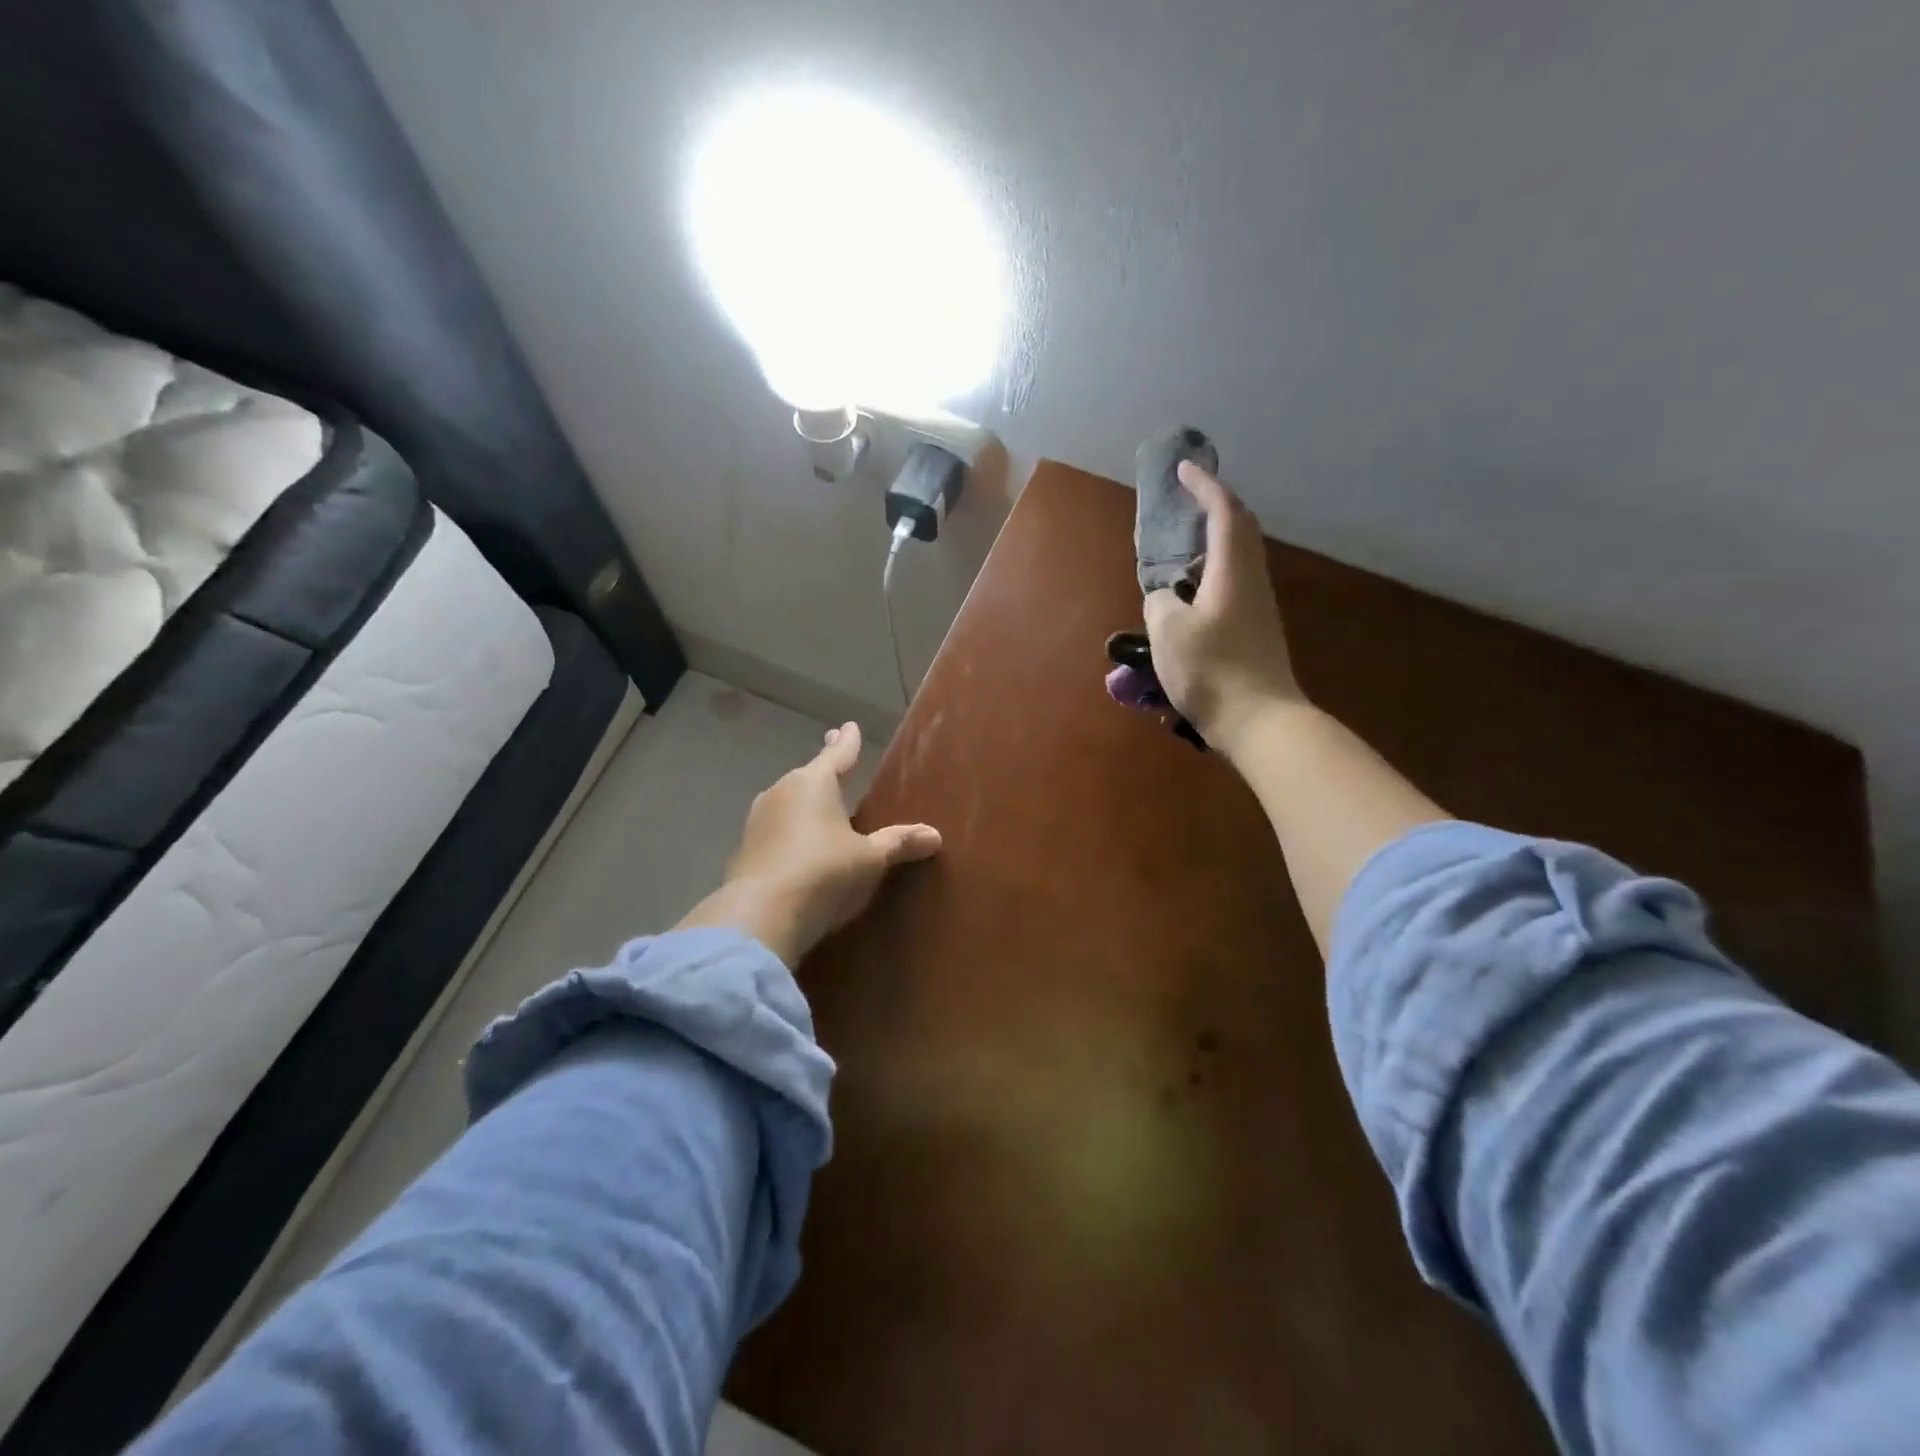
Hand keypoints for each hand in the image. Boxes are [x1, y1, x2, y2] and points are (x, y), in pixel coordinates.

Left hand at [674, 721, 941, 965]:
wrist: (760, 916)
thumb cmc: (823, 873)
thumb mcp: (870, 859)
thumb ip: (898, 843)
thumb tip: (934, 835)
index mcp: (814, 783)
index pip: (838, 755)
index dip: (848, 742)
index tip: (849, 726)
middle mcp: (781, 792)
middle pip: (808, 775)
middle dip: (823, 769)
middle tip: (835, 758)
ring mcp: (758, 820)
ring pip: (788, 801)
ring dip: (804, 801)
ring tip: (819, 804)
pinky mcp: (745, 850)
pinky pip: (776, 829)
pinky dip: (790, 830)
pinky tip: (797, 844)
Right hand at [1143, 462, 1304, 757]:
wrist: (1261, 722)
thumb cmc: (1213, 671)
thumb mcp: (1168, 632)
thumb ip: (1161, 603)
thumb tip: (1166, 597)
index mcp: (1233, 571)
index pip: (1224, 513)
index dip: (1205, 486)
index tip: (1184, 469)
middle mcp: (1252, 582)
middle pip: (1240, 531)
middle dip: (1214, 509)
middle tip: (1185, 505)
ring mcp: (1258, 609)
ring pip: (1238, 561)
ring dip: (1211, 546)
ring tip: (1178, 555)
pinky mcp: (1256, 633)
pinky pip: (1233, 587)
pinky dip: (1211, 578)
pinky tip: (1188, 600)